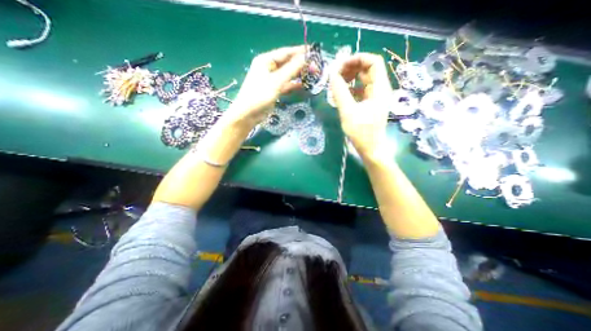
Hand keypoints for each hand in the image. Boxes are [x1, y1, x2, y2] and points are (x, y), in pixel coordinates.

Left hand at [230, 45, 307, 123]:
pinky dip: (294, 85)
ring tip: (313, 75)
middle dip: (301, 64)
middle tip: (316, 66)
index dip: (300, 52)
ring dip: (299, 75)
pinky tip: (303, 85)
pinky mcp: (273, 90)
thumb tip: (306, 58)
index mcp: (266, 60)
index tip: (314, 52)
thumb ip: (292, 69)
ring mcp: (271, 79)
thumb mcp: (277, 81)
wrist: (248, 114)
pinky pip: (286, 84)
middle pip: (287, 63)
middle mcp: (268, 67)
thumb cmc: (260, 95)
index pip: (286, 53)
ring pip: (288, 74)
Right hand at [332, 53, 390, 158]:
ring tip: (336, 84)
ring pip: (363, 79)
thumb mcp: (348, 112)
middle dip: (351, 68)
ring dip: (350, 78)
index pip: (374, 62)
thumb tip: (331, 74)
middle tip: (335, 74)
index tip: (341, 65)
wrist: (370, 149)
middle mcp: (380, 89)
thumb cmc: (361, 133)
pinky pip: (360, 90)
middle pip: (367, 69)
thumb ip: (340, 92)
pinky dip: (350, 89)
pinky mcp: (369, 104)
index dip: (358, 58)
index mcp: (380, 89)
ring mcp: (375, 97)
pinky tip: (341, 94)